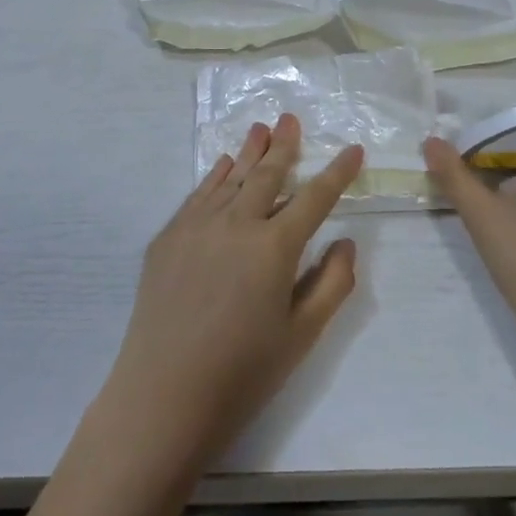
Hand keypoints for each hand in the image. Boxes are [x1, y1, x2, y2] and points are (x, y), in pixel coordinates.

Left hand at [103, 114, 362, 471]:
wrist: (162, 396)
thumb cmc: (242, 373)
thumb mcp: (301, 335)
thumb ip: (331, 283)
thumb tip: (345, 241)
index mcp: (274, 247)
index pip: (315, 198)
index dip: (337, 172)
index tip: (353, 149)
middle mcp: (236, 223)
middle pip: (267, 175)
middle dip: (284, 146)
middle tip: (290, 118)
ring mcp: (197, 226)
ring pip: (230, 178)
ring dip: (249, 152)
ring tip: (261, 128)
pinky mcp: (168, 238)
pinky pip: (198, 195)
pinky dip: (215, 176)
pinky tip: (223, 165)